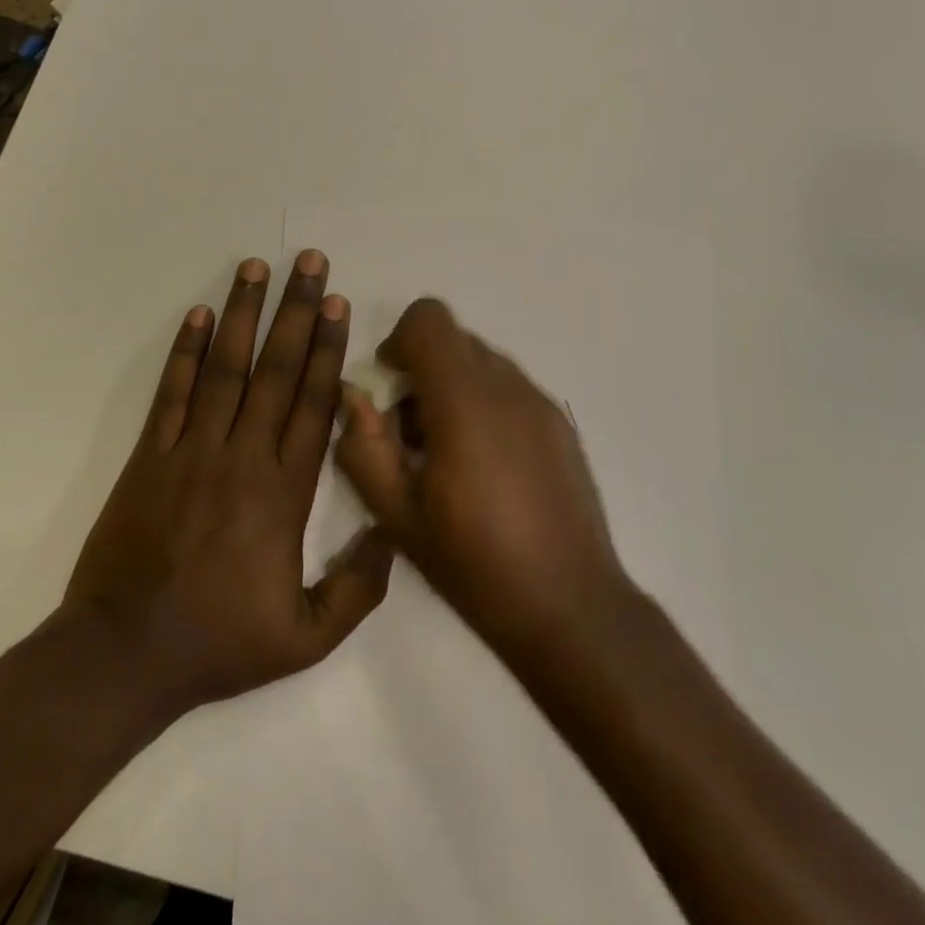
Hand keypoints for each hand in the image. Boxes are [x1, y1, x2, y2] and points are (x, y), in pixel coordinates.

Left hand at [57, 253, 392, 721]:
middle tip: (308, 261)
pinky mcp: (151, 455)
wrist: (124, 655)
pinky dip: (186, 351)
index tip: (336, 303)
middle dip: (295, 311)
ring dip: (243, 314)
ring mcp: (193, 450)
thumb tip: (393, 533)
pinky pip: (173, 392)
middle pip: (276, 370)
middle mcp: (243, 456)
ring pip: (226, 368)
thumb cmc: (220, 642)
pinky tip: (199, 314)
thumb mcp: (308, 638)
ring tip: (255, 267)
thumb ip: (359, 589)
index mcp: (285, 492)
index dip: (327, 349)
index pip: (314, 404)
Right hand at [334, 298, 631, 660]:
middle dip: (423, 371)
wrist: (570, 605)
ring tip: (448, 457)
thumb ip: (364, 448)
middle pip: (455, 340)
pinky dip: (486, 405)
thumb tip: (354, 398)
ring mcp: (541, 402)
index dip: (400, 340)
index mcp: (464, 400)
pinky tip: (487, 468)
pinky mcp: (561, 423)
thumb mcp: (398, 516)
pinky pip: (511, 389)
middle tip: (411, 434)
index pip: (429, 319)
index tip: (390, 385)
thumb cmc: (475, 563)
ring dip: (454, 389)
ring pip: (484, 364)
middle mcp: (507, 386)